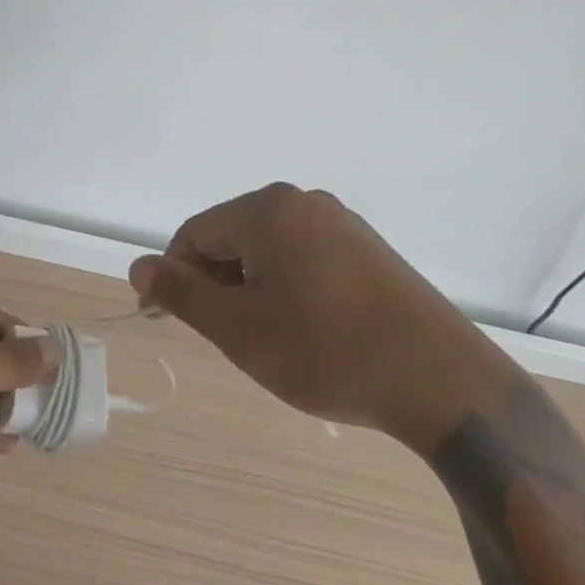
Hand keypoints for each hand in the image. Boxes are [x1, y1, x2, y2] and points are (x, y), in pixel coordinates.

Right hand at [129, 184, 511, 453]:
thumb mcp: (240, 329)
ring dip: (252, 288)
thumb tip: (139, 266)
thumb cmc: (328, 352)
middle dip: (218, 283)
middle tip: (227, 337)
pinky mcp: (369, 249)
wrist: (444, 383)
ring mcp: (341, 223)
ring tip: (269, 339)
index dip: (174, 276)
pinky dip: (288, 287)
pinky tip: (307, 330)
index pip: (195, 234)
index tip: (166, 318)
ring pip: (269, 249)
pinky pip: (305, 257)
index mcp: (267, 209)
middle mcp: (303, 201)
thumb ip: (182, 293)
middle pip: (233, 236)